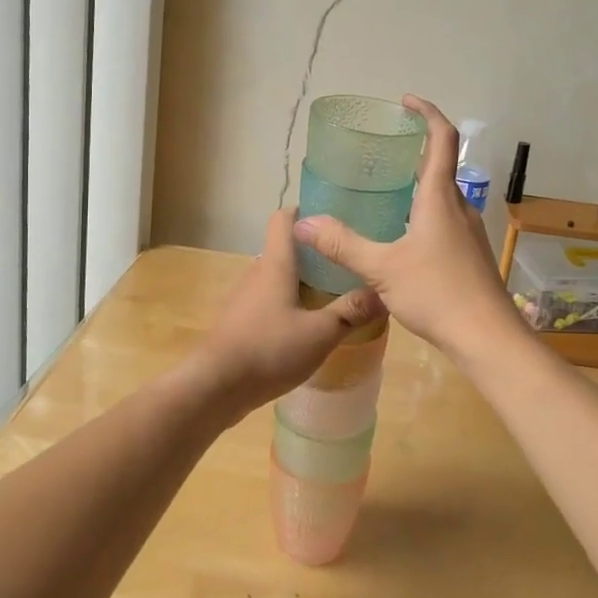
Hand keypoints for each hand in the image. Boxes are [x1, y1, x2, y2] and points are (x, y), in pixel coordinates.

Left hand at [185, 207, 383, 419]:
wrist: (215, 386)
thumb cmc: (268, 349)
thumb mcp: (320, 333)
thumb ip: (350, 312)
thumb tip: (383, 293)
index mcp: (275, 264)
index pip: (284, 219)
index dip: (305, 211)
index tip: (332, 216)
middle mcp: (256, 273)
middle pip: (285, 251)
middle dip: (314, 254)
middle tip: (347, 263)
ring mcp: (244, 299)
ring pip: (277, 279)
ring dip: (301, 283)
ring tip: (333, 295)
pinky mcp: (239, 323)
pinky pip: (268, 303)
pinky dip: (288, 306)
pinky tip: (306, 328)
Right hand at [293, 95, 522, 356]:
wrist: (487, 337)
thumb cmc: (437, 293)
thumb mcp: (382, 268)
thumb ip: (342, 245)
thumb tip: (303, 222)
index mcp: (440, 198)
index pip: (443, 139)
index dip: (427, 113)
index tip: (406, 101)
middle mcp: (459, 207)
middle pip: (442, 165)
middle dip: (417, 148)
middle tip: (385, 147)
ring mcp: (468, 232)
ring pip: (444, 195)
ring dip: (421, 182)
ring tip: (388, 189)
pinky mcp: (470, 254)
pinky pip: (446, 218)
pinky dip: (425, 210)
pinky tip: (404, 235)